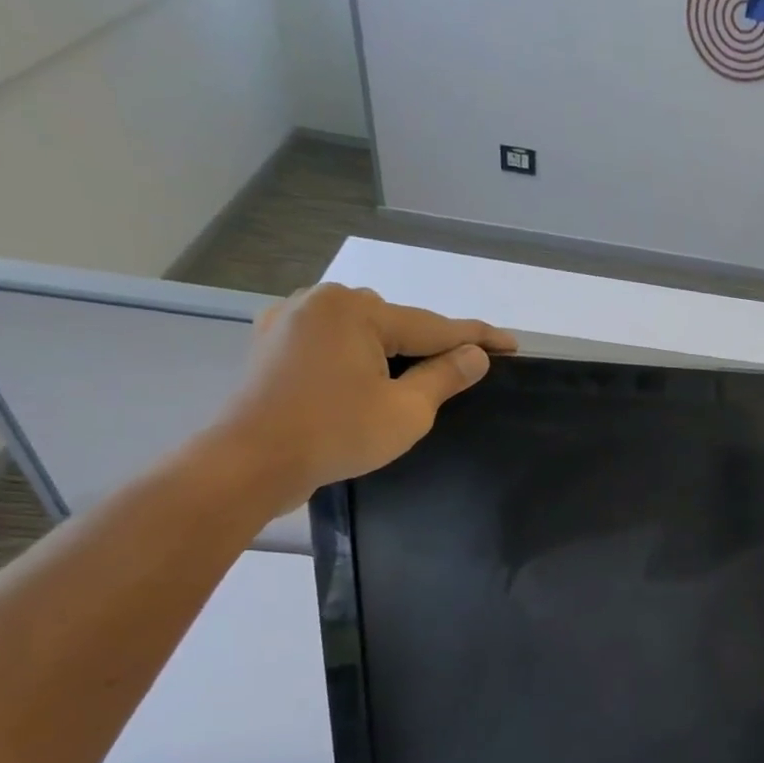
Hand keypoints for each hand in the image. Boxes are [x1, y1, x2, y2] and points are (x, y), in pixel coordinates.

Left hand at [212, 283, 516, 513]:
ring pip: (362, 330)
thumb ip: (445, 377)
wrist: (251, 461)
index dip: (477, 338)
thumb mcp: (407, 410)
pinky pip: (332, 341)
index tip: (512, 345)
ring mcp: (289, 319)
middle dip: (429, 344)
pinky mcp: (272, 342)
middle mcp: (320, 301)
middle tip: (463, 370)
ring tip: (414, 379)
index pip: (433, 326)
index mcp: (356, 310)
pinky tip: (366, 377)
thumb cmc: (337, 434)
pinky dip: (358, 356)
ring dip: (391, 350)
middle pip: (395, 323)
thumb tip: (476, 354)